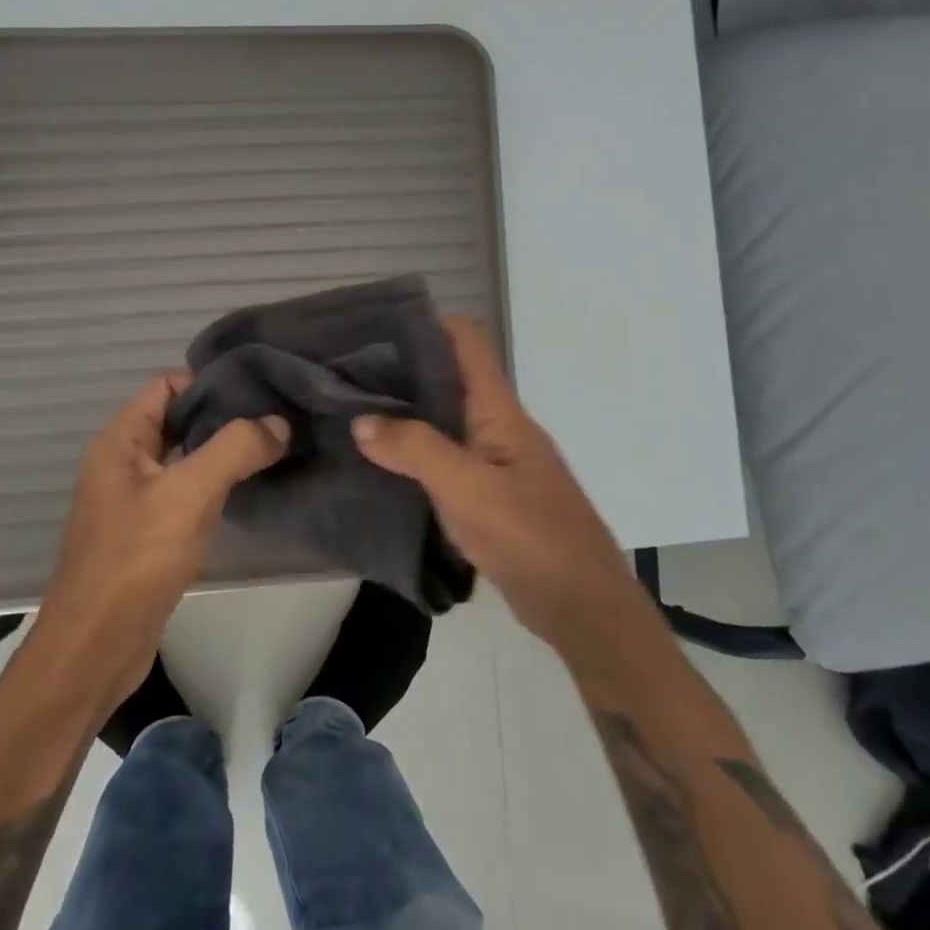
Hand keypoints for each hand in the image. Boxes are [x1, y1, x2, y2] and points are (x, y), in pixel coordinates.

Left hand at [35, 374, 288, 711]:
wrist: (96, 648)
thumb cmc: (136, 559)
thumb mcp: (190, 493)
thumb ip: (236, 448)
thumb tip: (279, 423)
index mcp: (121, 441)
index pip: (167, 385)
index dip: (209, 381)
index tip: (259, 389)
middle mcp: (123, 463)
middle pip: (178, 419)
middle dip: (224, 415)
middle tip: (278, 416)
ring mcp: (134, 500)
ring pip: (185, 458)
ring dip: (223, 452)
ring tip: (274, 446)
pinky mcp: (148, 534)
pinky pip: (185, 493)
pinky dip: (215, 485)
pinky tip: (250, 489)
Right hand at [352, 317, 641, 650]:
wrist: (581, 605)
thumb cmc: (529, 535)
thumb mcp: (466, 488)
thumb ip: (414, 449)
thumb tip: (361, 420)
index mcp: (499, 410)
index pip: (467, 341)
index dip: (428, 323)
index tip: (376, 327)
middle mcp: (498, 425)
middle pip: (450, 377)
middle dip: (403, 370)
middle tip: (348, 373)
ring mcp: (496, 460)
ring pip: (446, 420)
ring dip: (406, 413)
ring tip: (354, 411)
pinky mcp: (490, 493)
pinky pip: (447, 458)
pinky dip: (415, 452)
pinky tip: (382, 463)